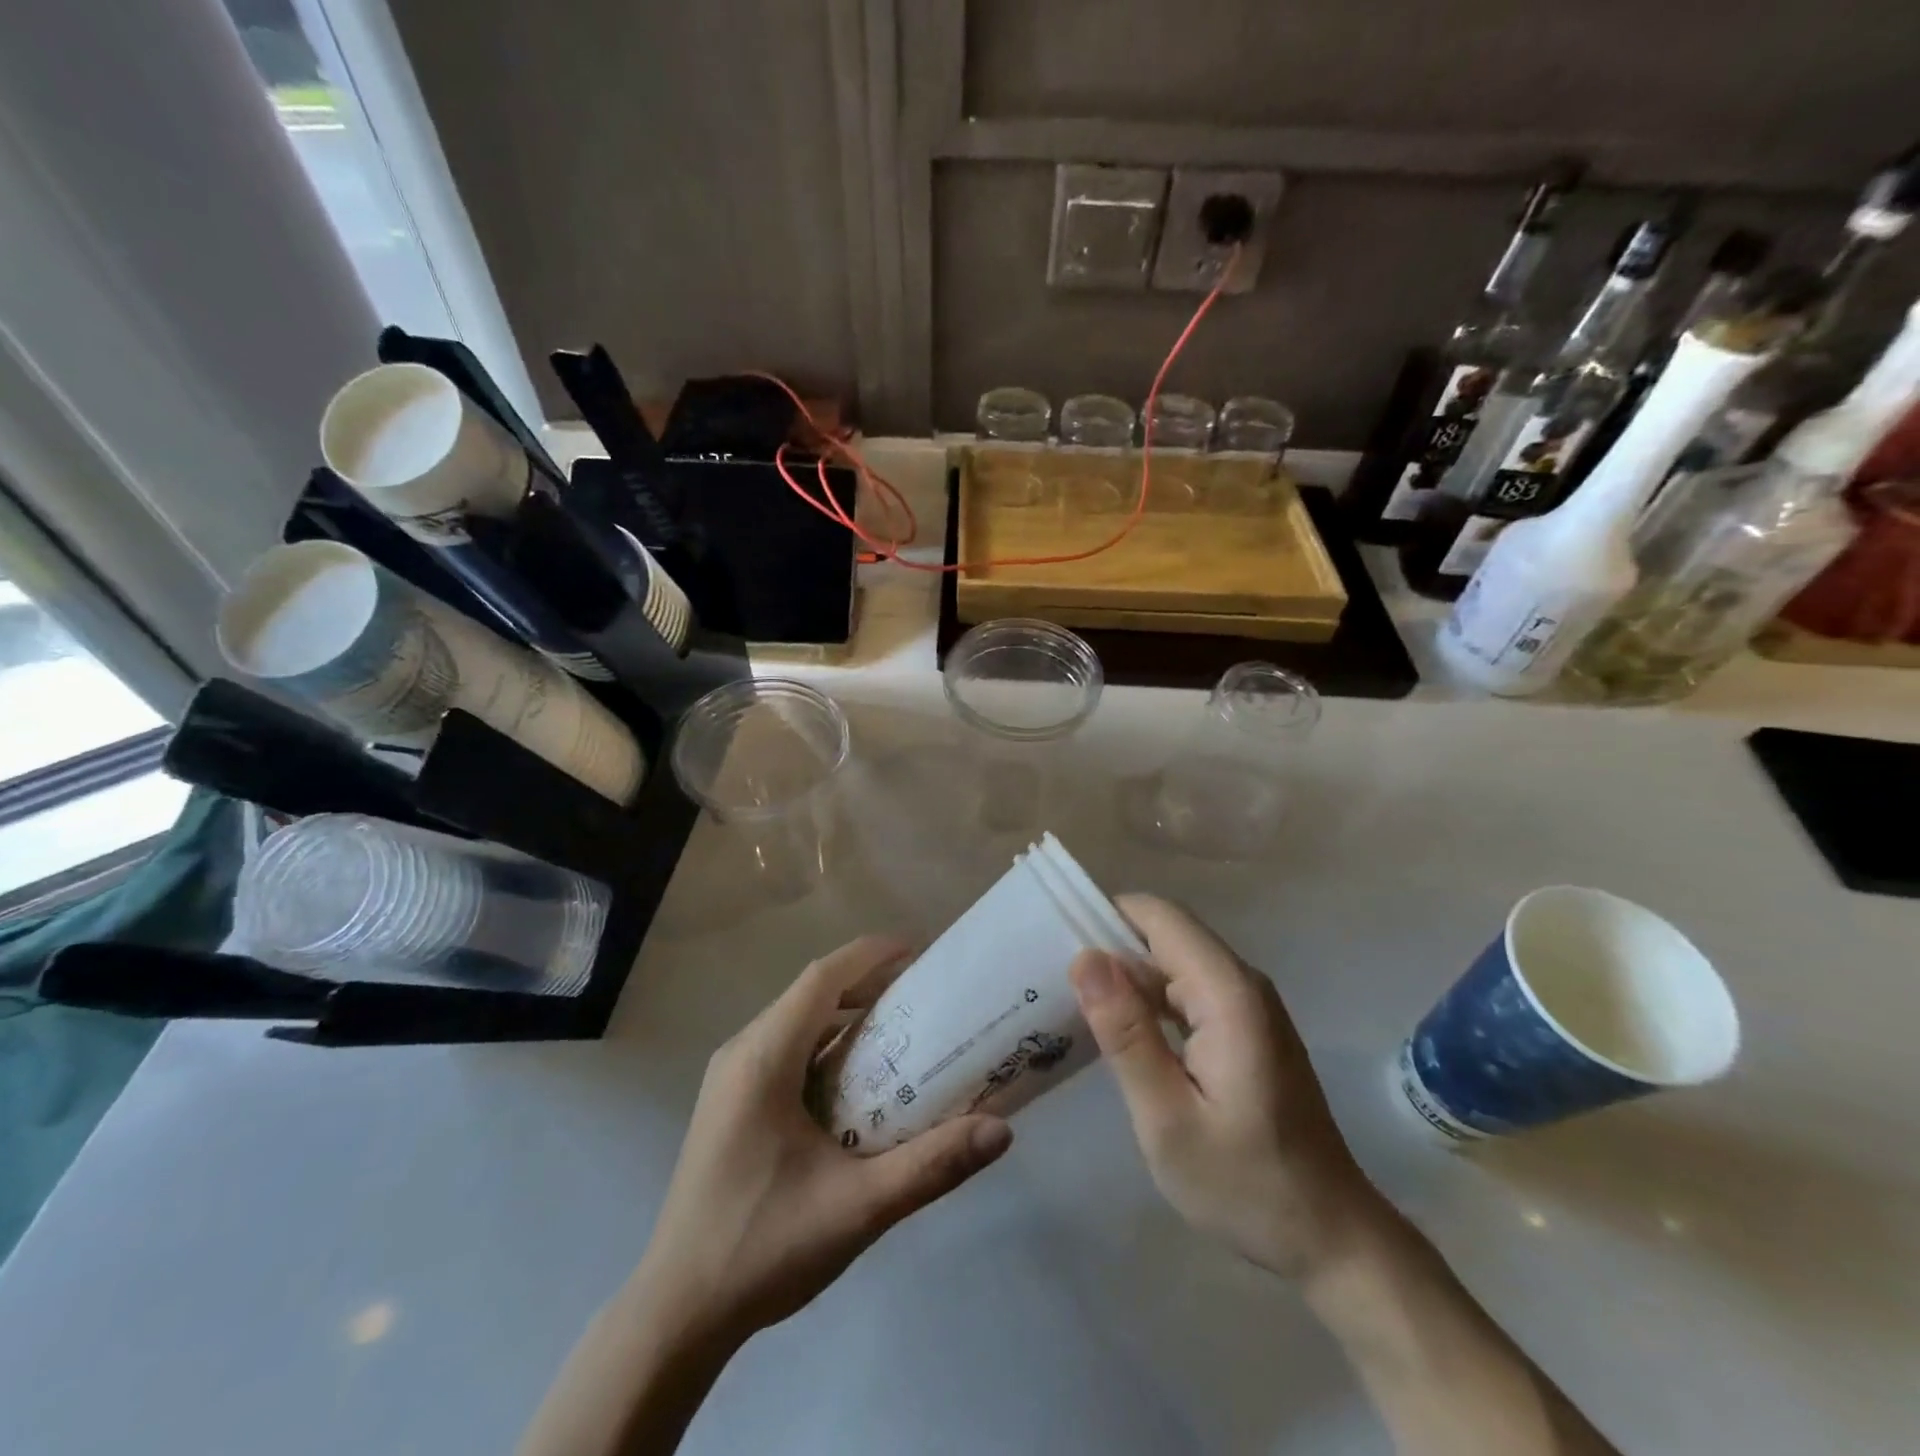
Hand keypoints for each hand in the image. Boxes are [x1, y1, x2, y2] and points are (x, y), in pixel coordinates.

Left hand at [630, 935, 1013, 1347]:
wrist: (676, 1314)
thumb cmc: (763, 1247)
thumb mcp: (858, 1208)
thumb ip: (931, 1166)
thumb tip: (1001, 1130)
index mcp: (763, 1059)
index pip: (821, 978)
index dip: (870, 955)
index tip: (919, 950)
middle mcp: (741, 1053)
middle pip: (810, 992)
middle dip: (866, 982)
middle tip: (923, 992)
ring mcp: (729, 1077)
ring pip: (796, 1020)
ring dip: (845, 1013)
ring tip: (900, 1026)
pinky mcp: (730, 1102)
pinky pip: (784, 1048)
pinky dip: (825, 1044)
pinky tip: (857, 1080)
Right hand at [1070, 894, 1383, 1279]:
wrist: (1328, 1235)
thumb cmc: (1245, 1184)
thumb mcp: (1168, 1118)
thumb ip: (1126, 1033)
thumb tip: (1084, 958)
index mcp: (1227, 993)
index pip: (1159, 916)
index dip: (1105, 916)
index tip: (1054, 943)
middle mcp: (1241, 982)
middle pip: (1165, 934)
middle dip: (1108, 947)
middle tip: (1050, 983)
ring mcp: (1247, 1004)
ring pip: (1172, 961)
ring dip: (1125, 975)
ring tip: (1070, 1003)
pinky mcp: (1244, 1026)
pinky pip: (1186, 989)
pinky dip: (1148, 999)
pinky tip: (1116, 1030)